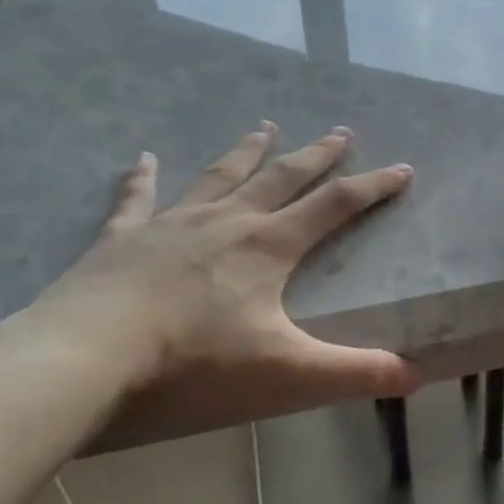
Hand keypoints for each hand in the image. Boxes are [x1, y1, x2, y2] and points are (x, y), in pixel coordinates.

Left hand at [31, 124, 417, 424]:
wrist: (86, 354)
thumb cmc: (194, 361)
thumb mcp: (288, 372)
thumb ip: (355, 373)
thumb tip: (417, 375)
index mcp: (269, 246)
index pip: (336, 205)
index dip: (374, 186)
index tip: (403, 168)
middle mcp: (227, 221)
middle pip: (282, 178)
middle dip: (317, 155)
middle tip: (340, 132)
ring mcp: (171, 223)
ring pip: (219, 176)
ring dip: (247, 152)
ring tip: (265, 128)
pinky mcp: (122, 237)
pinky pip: (137, 198)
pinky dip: (142, 176)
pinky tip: (143, 157)